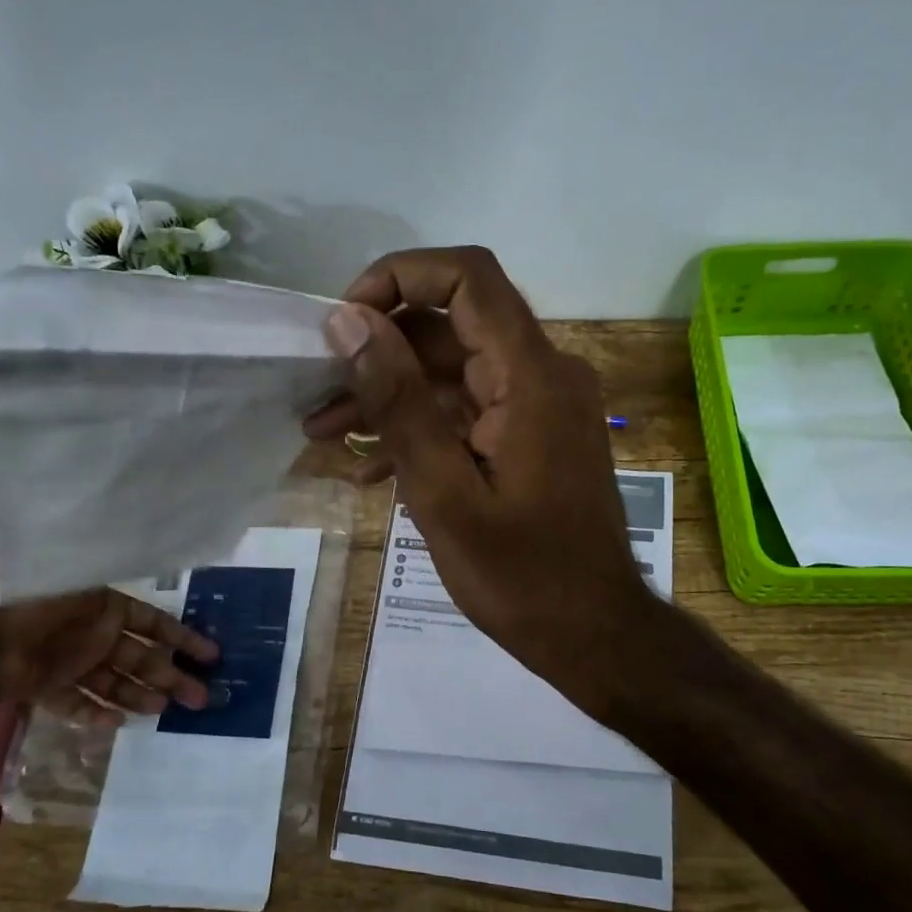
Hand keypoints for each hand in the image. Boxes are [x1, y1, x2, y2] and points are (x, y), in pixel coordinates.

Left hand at [0, 588, 219, 722]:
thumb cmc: (33, 610)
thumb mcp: (81, 591)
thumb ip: (116, 599)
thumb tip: (155, 600)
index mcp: (105, 608)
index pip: (155, 624)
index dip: (184, 639)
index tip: (212, 656)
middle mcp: (94, 635)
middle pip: (142, 659)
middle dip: (172, 676)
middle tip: (201, 699)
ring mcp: (72, 663)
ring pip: (116, 683)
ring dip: (140, 696)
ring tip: (162, 711)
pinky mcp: (48, 688)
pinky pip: (79, 703)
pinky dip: (96, 713)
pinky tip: (117, 724)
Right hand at [305, 247, 658, 710]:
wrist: (594, 635)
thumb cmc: (521, 576)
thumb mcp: (443, 492)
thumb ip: (398, 402)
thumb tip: (347, 322)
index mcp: (531, 375)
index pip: (467, 276)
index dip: (399, 276)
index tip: (345, 322)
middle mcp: (544, 374)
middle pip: (453, 326)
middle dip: (379, 351)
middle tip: (317, 391)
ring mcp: (542, 406)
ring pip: (456, 372)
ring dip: (392, 395)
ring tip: (323, 432)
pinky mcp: (535, 436)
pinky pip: (472, 411)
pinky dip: (424, 427)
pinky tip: (371, 470)